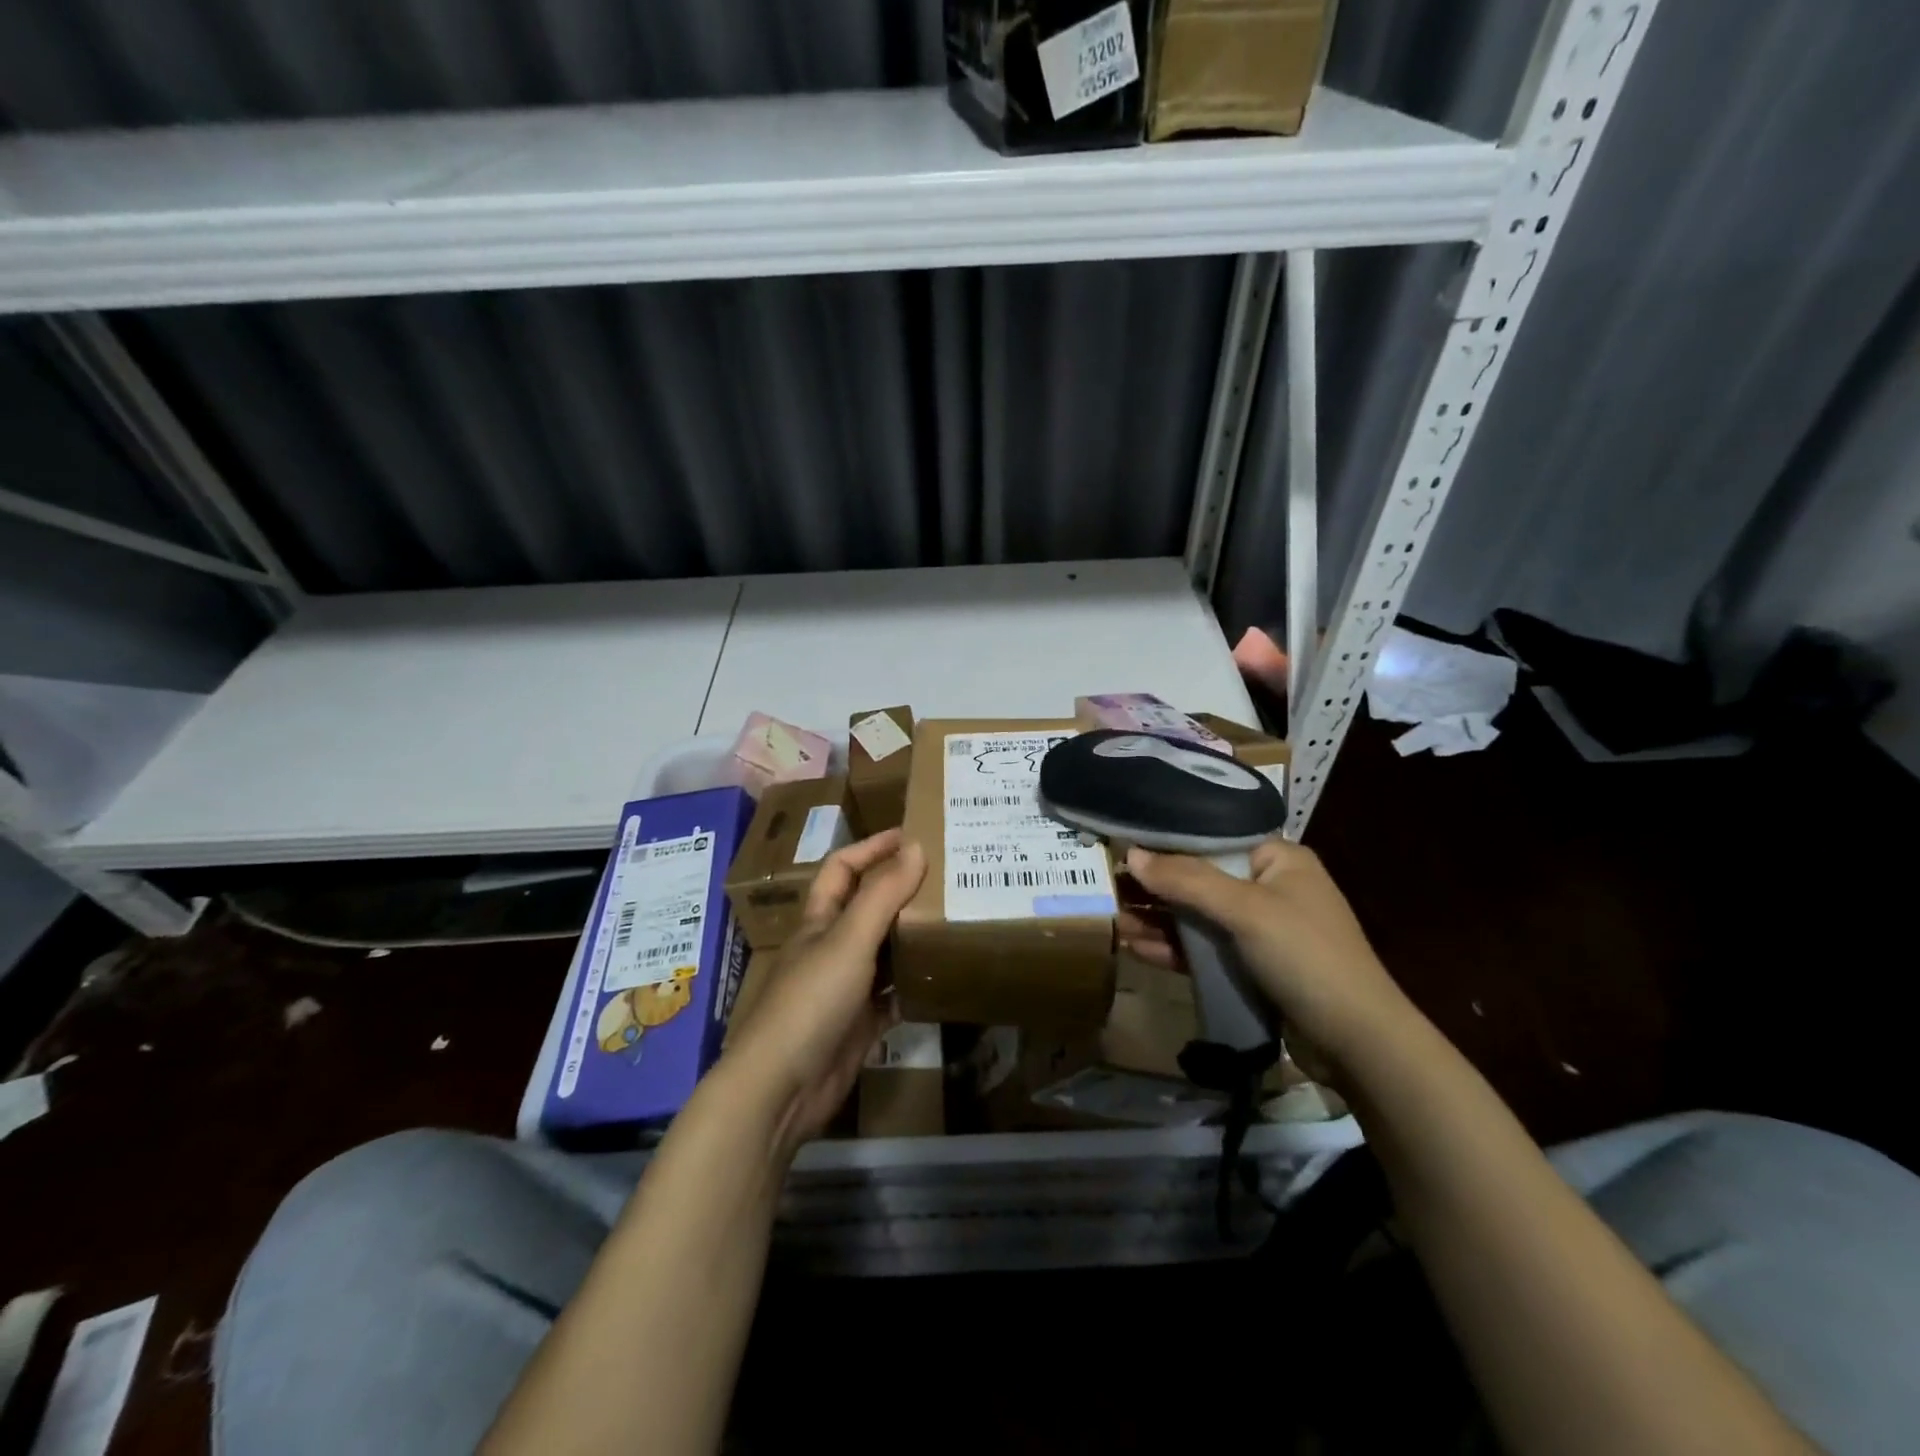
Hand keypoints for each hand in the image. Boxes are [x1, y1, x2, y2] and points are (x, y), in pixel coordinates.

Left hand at [720, 829, 925, 1153]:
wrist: (782, 1087)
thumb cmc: (811, 1000)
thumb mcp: (849, 939)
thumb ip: (883, 894)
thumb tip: (916, 846)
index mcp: (820, 920)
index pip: (843, 868)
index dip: (872, 847)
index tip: (913, 834)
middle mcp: (832, 947)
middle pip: (868, 907)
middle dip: (902, 889)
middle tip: (948, 877)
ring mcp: (846, 987)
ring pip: (884, 950)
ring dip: (912, 936)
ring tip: (955, 917)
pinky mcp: (861, 1023)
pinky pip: (893, 995)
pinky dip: (915, 984)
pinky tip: (944, 975)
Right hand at [1119, 837, 1417, 1085]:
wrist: (1358, 1043)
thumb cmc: (1306, 957)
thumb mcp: (1246, 910)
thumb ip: (1187, 880)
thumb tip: (1131, 855)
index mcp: (1277, 860)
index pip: (1212, 838)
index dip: (1167, 842)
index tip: (1123, 845)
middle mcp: (1268, 888)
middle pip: (1199, 878)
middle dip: (1156, 887)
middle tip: (1109, 887)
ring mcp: (1259, 930)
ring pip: (1198, 917)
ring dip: (1159, 920)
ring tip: (1114, 921)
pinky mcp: (1251, 967)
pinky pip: (1204, 949)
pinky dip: (1174, 948)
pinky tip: (1137, 948)